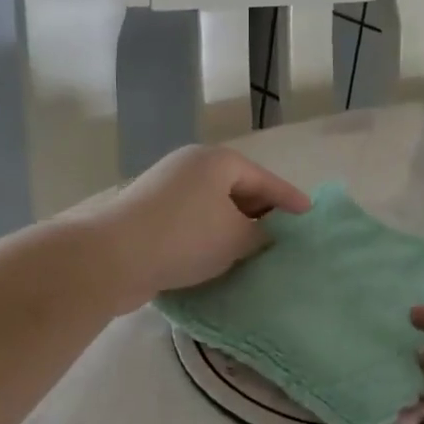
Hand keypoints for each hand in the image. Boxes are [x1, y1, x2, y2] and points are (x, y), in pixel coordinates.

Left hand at [94, 146, 309, 308]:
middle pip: (238, 190)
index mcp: (217, 162)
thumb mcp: (236, 237)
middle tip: (285, 238)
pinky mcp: (149, 217)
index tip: (310, 216)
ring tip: (256, 254)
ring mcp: (166, 191)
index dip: (290, 200)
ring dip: (234, 230)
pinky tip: (220, 261)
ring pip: (213, 209)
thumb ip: (260, 235)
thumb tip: (264, 235)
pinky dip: (210, 239)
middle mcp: (191, 168)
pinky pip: (192, 224)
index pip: (265, 180)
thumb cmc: (185, 237)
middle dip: (261, 215)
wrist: (112, 257)